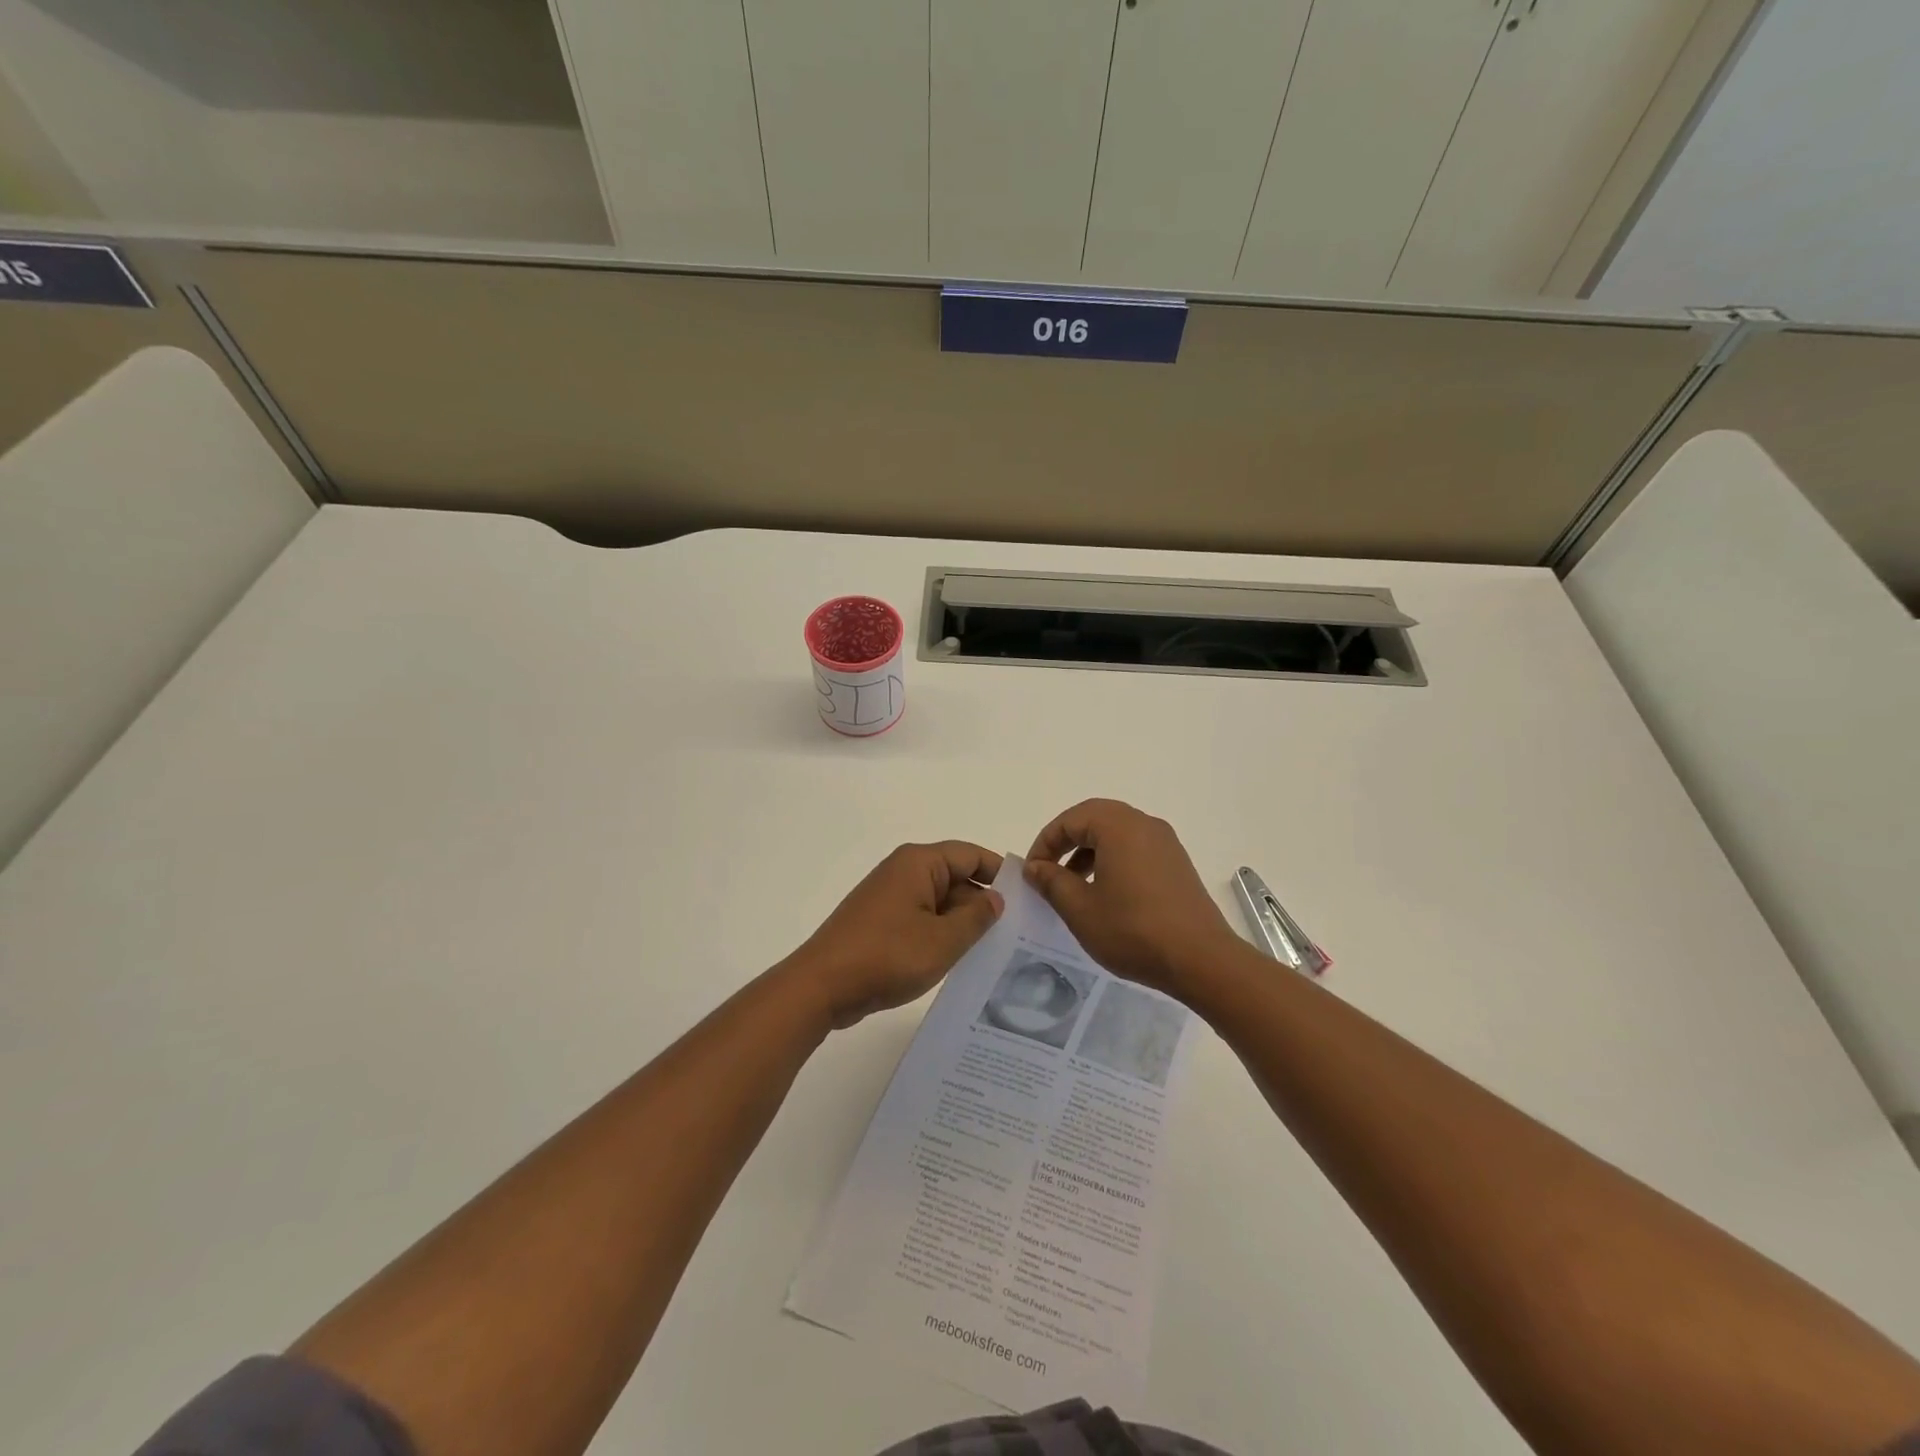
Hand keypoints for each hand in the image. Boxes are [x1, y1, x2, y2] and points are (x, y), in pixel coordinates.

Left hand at [783, 842, 1004, 1028]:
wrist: (821, 986)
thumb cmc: (886, 956)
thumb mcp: (943, 940)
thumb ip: (976, 917)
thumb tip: (995, 898)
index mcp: (919, 863)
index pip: (971, 855)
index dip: (1000, 874)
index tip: (1028, 900)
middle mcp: (903, 871)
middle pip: (956, 877)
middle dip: (983, 904)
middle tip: (1016, 934)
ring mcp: (889, 897)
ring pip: (939, 902)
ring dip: (962, 923)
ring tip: (993, 951)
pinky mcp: (880, 921)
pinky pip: (921, 918)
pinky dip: (940, 934)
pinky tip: (957, 961)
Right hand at [1024, 799, 1239, 997]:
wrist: (1201, 960)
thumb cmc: (1133, 930)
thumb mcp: (1080, 908)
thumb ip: (1051, 881)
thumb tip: (1035, 867)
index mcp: (1118, 826)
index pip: (1070, 820)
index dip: (1045, 843)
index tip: (1032, 872)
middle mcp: (1144, 824)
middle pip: (1094, 819)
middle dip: (1066, 842)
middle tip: (1048, 871)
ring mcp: (1166, 843)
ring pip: (1116, 834)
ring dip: (1089, 852)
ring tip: (1074, 886)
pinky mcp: (1177, 864)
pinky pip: (1136, 849)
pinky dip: (1113, 861)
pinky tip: (1106, 894)